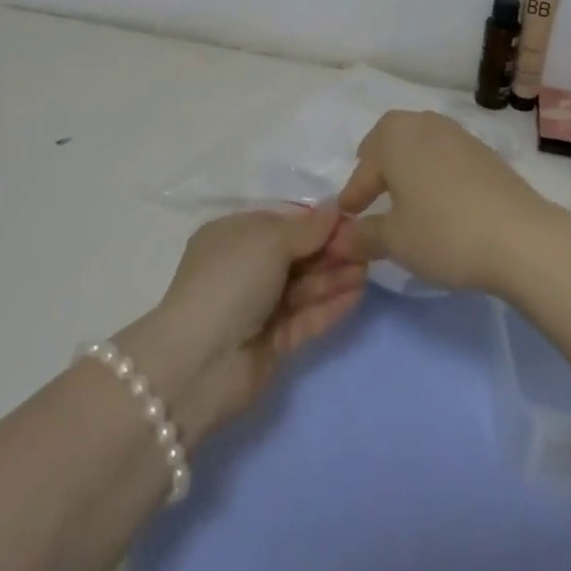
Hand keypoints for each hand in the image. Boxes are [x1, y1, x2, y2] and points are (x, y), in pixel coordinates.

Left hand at [121, 208, 365, 442]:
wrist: (201, 361)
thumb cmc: (231, 280)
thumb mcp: (269, 240)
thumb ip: (307, 228)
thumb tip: (335, 209)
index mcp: (233, 236)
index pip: (281, 223)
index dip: (315, 222)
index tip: (349, 219)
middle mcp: (244, 268)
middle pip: (295, 255)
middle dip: (329, 250)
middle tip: (367, 245)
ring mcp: (257, 308)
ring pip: (303, 286)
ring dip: (334, 277)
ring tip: (369, 268)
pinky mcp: (271, 343)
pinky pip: (305, 317)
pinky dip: (329, 305)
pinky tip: (357, 294)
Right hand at [337, 110, 553, 294]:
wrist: (520, 237)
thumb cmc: (444, 232)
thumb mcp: (395, 241)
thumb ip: (363, 235)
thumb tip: (341, 238)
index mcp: (394, 136)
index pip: (363, 169)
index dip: (352, 196)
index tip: (345, 217)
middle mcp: (423, 123)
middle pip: (390, 140)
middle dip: (377, 165)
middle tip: (370, 191)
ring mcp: (457, 134)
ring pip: (420, 144)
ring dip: (408, 166)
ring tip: (405, 196)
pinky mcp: (484, 151)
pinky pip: (446, 156)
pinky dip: (434, 172)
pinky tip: (440, 200)